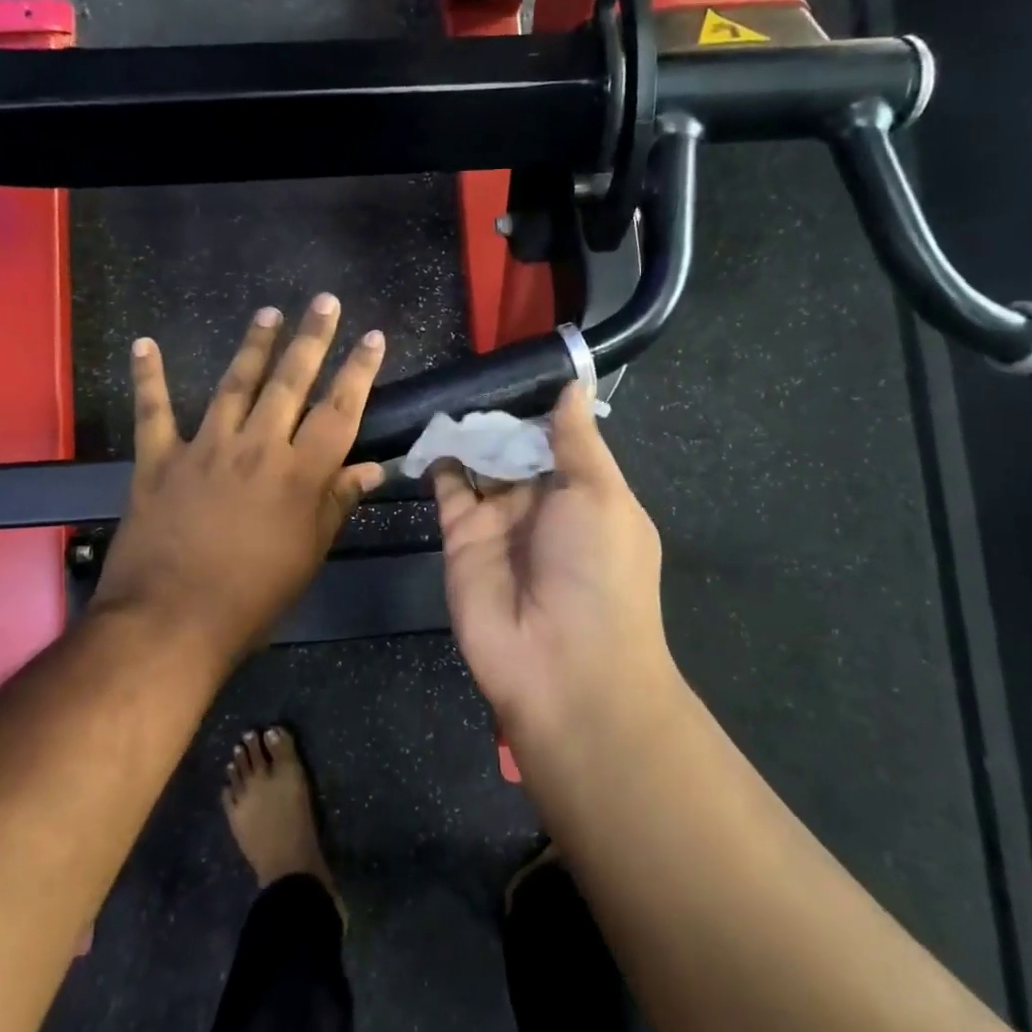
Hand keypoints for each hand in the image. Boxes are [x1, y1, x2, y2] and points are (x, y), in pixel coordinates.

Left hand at [89, 295, 386, 664]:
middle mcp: (257, 448)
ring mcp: (205, 448)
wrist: (171, 621)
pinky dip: (148, 377)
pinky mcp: (159, 460)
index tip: (372, 337)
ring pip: (234, 385)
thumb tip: (373, 468)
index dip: (359, 371)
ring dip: (253, 346)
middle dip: (311, 339)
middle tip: (324, 301)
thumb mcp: (309, 554)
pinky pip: (154, 411)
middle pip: (290, 382)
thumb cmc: (253, 597)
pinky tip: (144, 344)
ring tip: (269, 314)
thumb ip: (337, 503)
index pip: (340, 411)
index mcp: (300, 474)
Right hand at [435, 383, 674, 739]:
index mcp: (584, 493)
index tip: (514, 365)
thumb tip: (574, 386)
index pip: (557, 438)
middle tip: (471, 368)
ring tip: (446, 388)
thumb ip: (577, 440)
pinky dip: (438, 459)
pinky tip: (431, 426)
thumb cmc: (598, 571)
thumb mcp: (601, 495)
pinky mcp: (460, 537)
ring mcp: (499, 520)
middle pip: (514, 447)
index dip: (537, 406)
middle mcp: (541, 504)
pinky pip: (447, 488)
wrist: (562, 666)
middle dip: (497, 414)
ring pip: (479, 463)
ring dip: (467, 431)